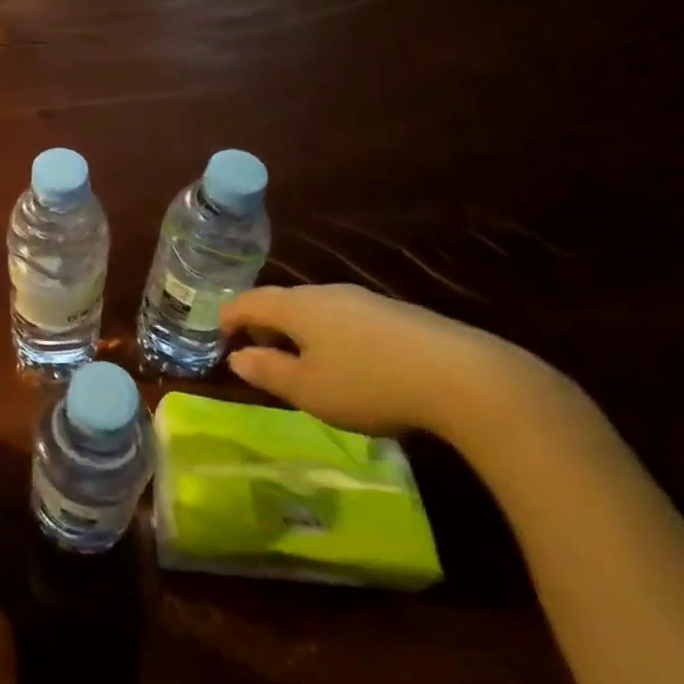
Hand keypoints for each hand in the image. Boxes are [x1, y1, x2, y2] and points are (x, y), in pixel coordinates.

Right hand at [220, 284, 541, 438]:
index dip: (227, 318)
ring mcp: (365, 300)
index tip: (217, 337)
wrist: (465, 378)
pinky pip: (346, 320)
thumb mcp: (308, 389)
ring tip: (301, 363)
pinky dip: (331, 337)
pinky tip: (348, 365)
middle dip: (264, 325)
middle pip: (282, 301)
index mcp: (296, 306)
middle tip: (257, 353)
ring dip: (299, 331)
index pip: (247, 302)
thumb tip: (237, 357)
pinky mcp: (397, 315)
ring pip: (316, 310)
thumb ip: (267, 372)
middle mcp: (326, 293)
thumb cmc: (369, 383)